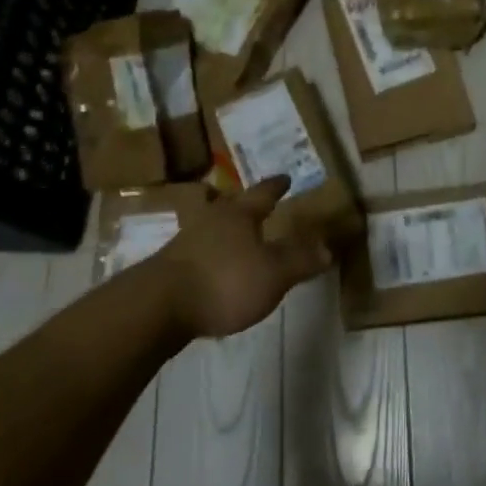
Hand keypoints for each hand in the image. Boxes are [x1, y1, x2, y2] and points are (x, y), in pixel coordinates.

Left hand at [157, 177, 332, 338]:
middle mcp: (211, 220)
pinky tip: (216, 269)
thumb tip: (328, 247)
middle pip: (233, 207)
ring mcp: (186, 243)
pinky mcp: (170, 268)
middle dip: (247, 206)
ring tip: (239, 237)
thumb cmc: (224, 281)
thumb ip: (300, 260)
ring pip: (213, 228)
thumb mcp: (273, 273)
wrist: (156, 308)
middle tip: (260, 204)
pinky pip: (199, 253)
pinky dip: (212, 255)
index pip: (263, 193)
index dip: (276, 186)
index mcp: (239, 214)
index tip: (286, 177)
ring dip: (227, 231)